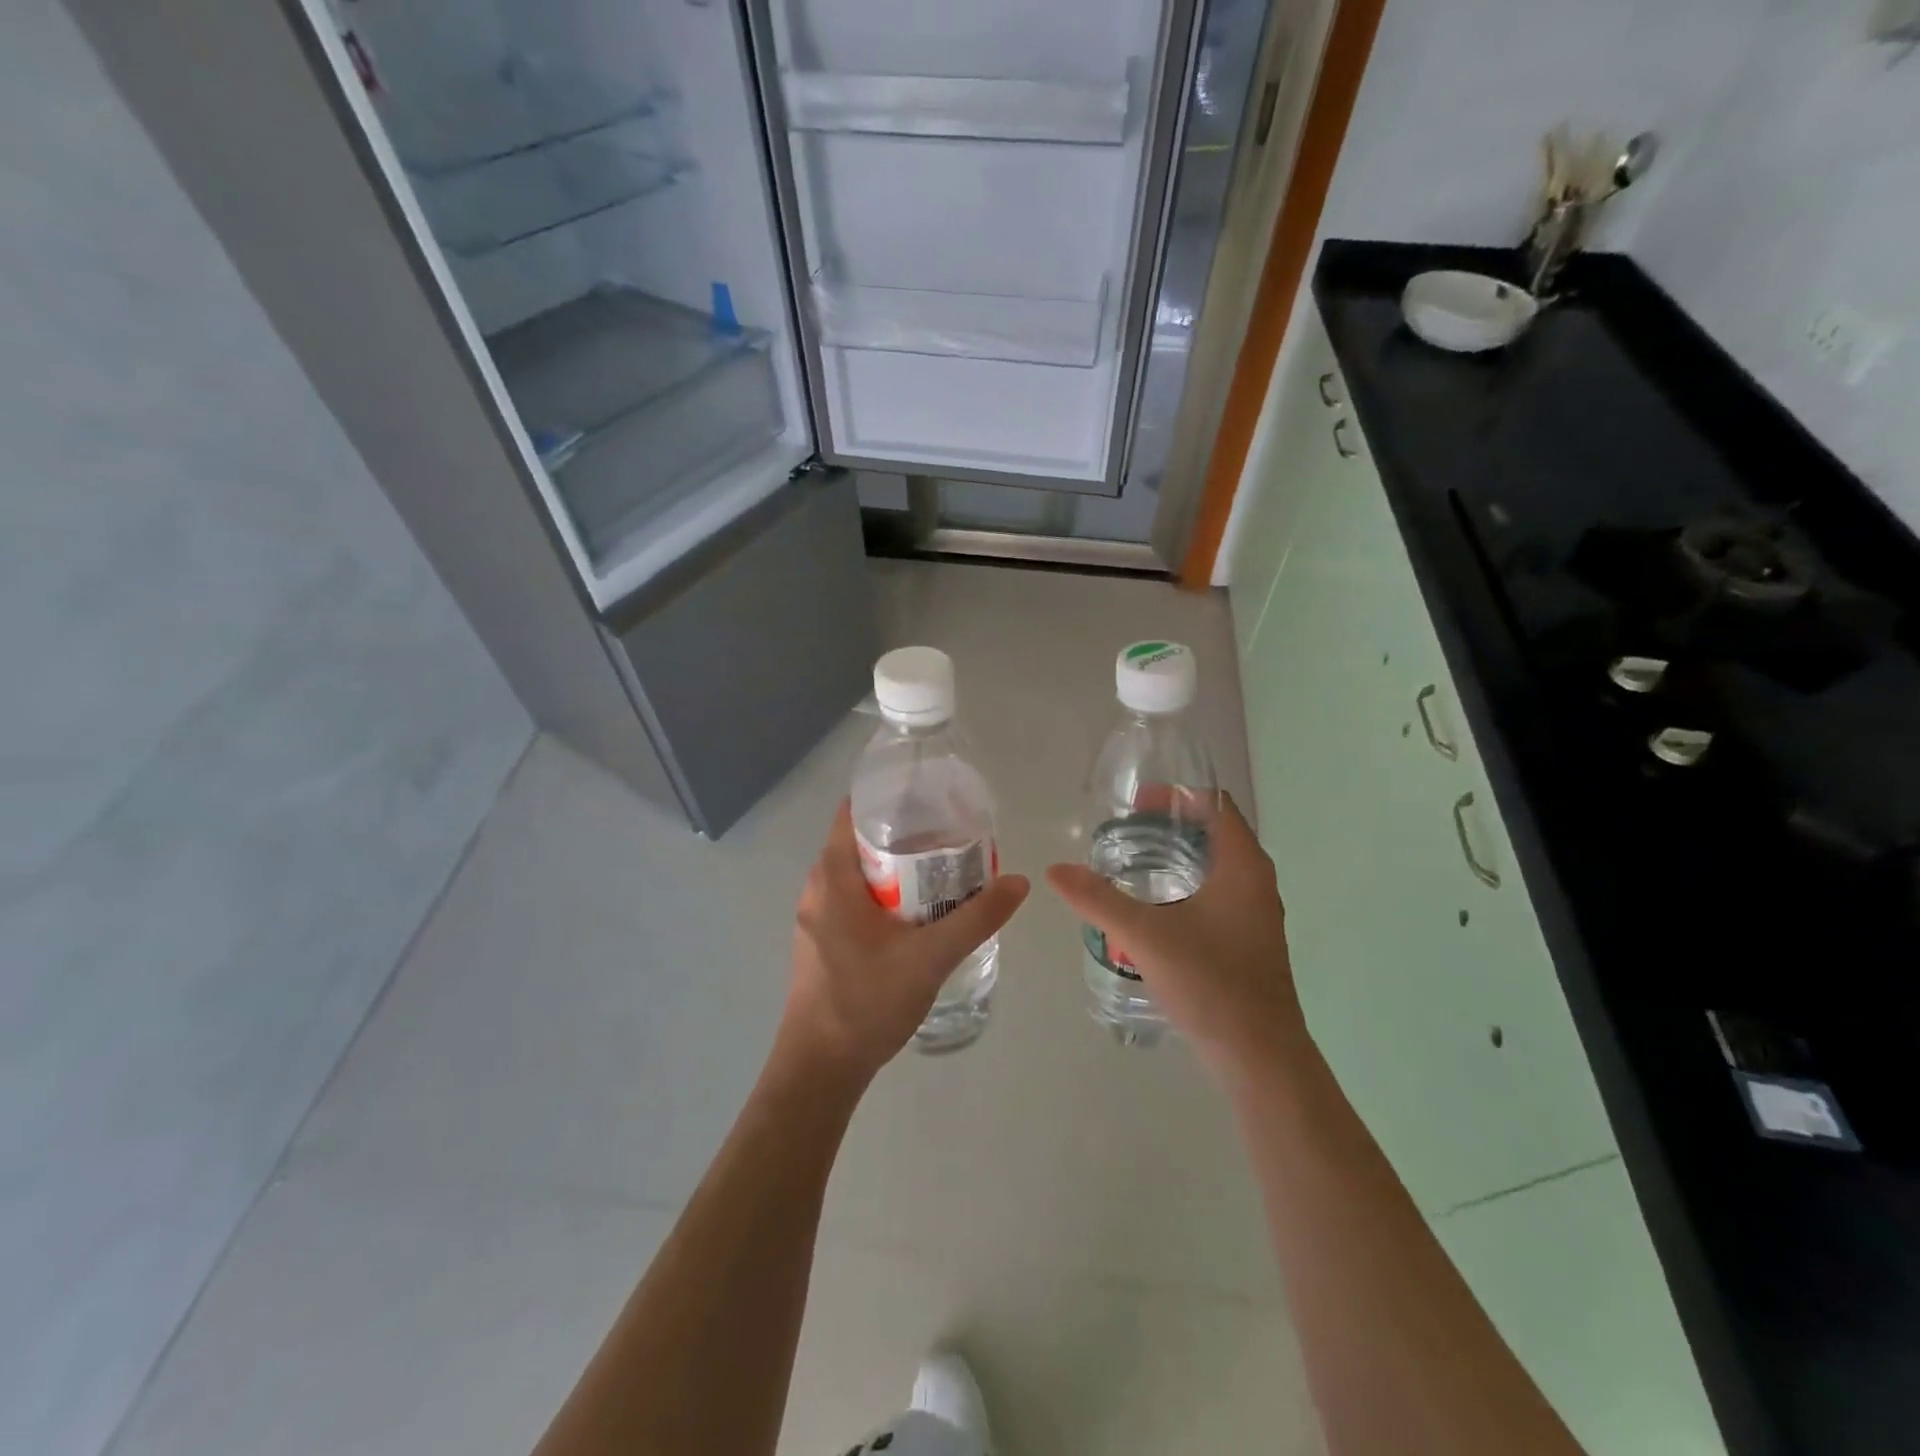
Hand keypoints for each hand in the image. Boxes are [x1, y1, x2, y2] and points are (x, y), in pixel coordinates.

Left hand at [780, 800, 1029, 1085]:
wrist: (819, 1069)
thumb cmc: (866, 1002)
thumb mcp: (930, 957)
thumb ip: (976, 918)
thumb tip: (1018, 882)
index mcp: (833, 877)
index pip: (853, 812)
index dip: (890, 799)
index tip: (930, 800)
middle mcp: (817, 888)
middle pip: (860, 842)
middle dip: (904, 836)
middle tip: (950, 838)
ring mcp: (815, 917)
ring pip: (858, 875)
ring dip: (896, 870)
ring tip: (941, 873)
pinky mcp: (821, 941)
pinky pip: (853, 900)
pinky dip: (883, 895)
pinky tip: (917, 915)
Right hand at [1045, 794, 1305, 1079]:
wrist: (1259, 1057)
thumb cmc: (1210, 982)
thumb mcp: (1145, 935)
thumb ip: (1098, 898)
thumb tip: (1055, 870)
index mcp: (1243, 865)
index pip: (1215, 804)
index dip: (1176, 796)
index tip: (1136, 805)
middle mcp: (1256, 881)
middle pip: (1214, 832)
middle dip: (1169, 826)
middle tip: (1125, 832)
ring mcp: (1255, 913)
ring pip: (1215, 866)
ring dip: (1177, 856)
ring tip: (1131, 864)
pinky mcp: (1248, 940)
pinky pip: (1216, 893)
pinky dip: (1185, 885)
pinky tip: (1153, 908)